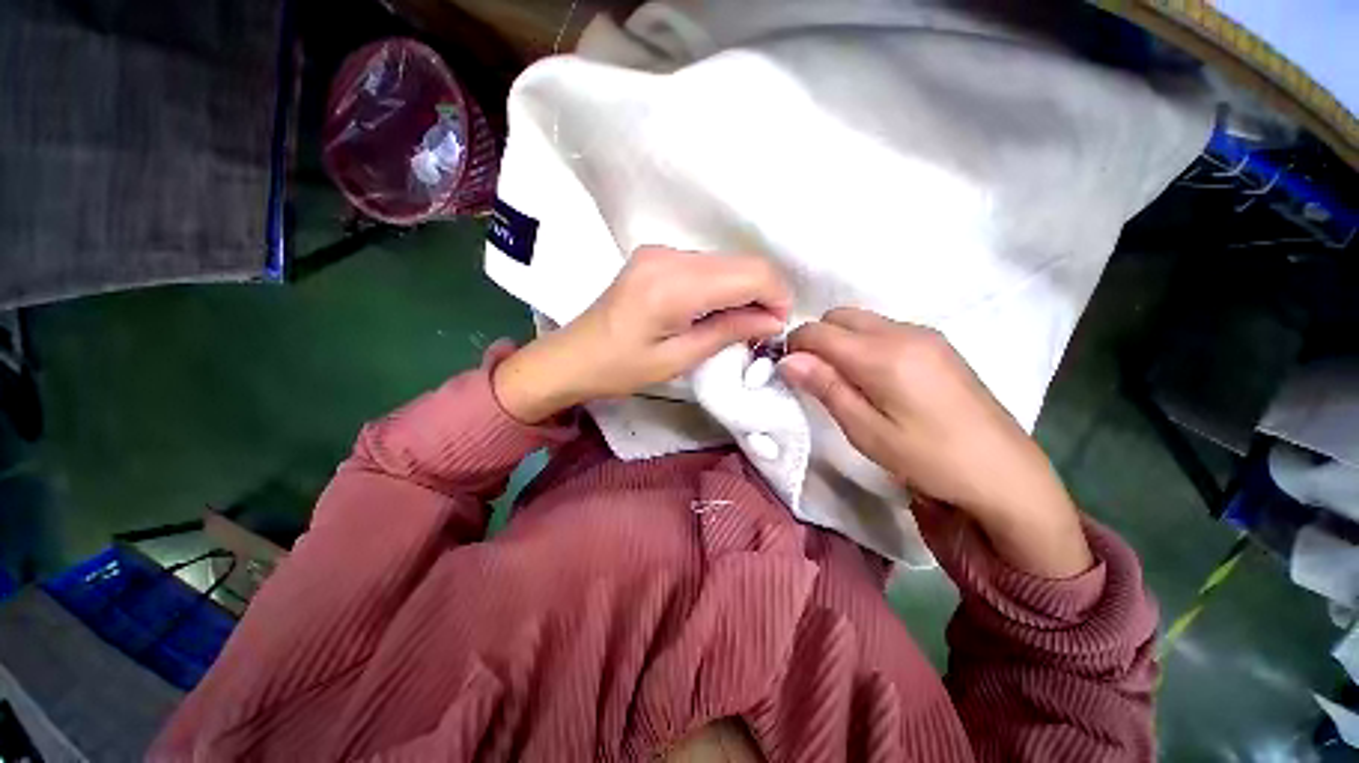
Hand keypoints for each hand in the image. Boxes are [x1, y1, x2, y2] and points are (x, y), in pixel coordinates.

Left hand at [493, 246, 790, 423]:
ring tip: (738, 324)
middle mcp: (669, 256)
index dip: (775, 296)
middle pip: (742, 262)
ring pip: (726, 262)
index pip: (749, 274)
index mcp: (673, 285)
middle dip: (763, 293)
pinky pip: (706, 265)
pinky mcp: (656, 256)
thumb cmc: (620, 368)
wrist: (572, 356)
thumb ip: (728, 332)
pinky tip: (715, 310)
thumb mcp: (679, 359)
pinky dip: (722, 285)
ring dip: (743, 290)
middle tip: (761, 329)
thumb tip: (773, 320)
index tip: (777, 326)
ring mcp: (660, 251)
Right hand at [780, 308, 1091, 577]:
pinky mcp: (939, 345)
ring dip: (841, 341)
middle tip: (815, 377)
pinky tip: (875, 378)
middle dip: (817, 339)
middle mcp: (903, 332)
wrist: (1006, 474)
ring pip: (863, 321)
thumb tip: (787, 359)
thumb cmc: (929, 458)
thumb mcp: (867, 431)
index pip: (819, 331)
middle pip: (840, 316)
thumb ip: (826, 387)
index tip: (787, 370)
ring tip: (844, 381)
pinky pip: (885, 330)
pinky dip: (865, 344)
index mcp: (883, 354)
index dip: (794, 345)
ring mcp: (925, 335)